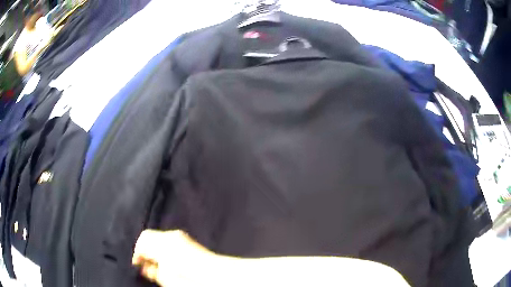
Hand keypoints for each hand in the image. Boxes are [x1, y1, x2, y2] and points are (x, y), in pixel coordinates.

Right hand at [132, 230, 215, 285]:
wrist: (219, 275)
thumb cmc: (192, 279)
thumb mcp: (167, 279)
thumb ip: (152, 271)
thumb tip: (144, 267)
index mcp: (162, 244)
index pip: (142, 240)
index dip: (137, 253)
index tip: (137, 264)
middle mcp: (171, 236)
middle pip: (149, 236)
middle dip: (145, 249)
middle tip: (146, 265)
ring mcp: (181, 236)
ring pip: (159, 237)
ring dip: (154, 248)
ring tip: (157, 264)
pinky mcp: (188, 240)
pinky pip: (169, 240)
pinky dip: (164, 247)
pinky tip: (168, 260)